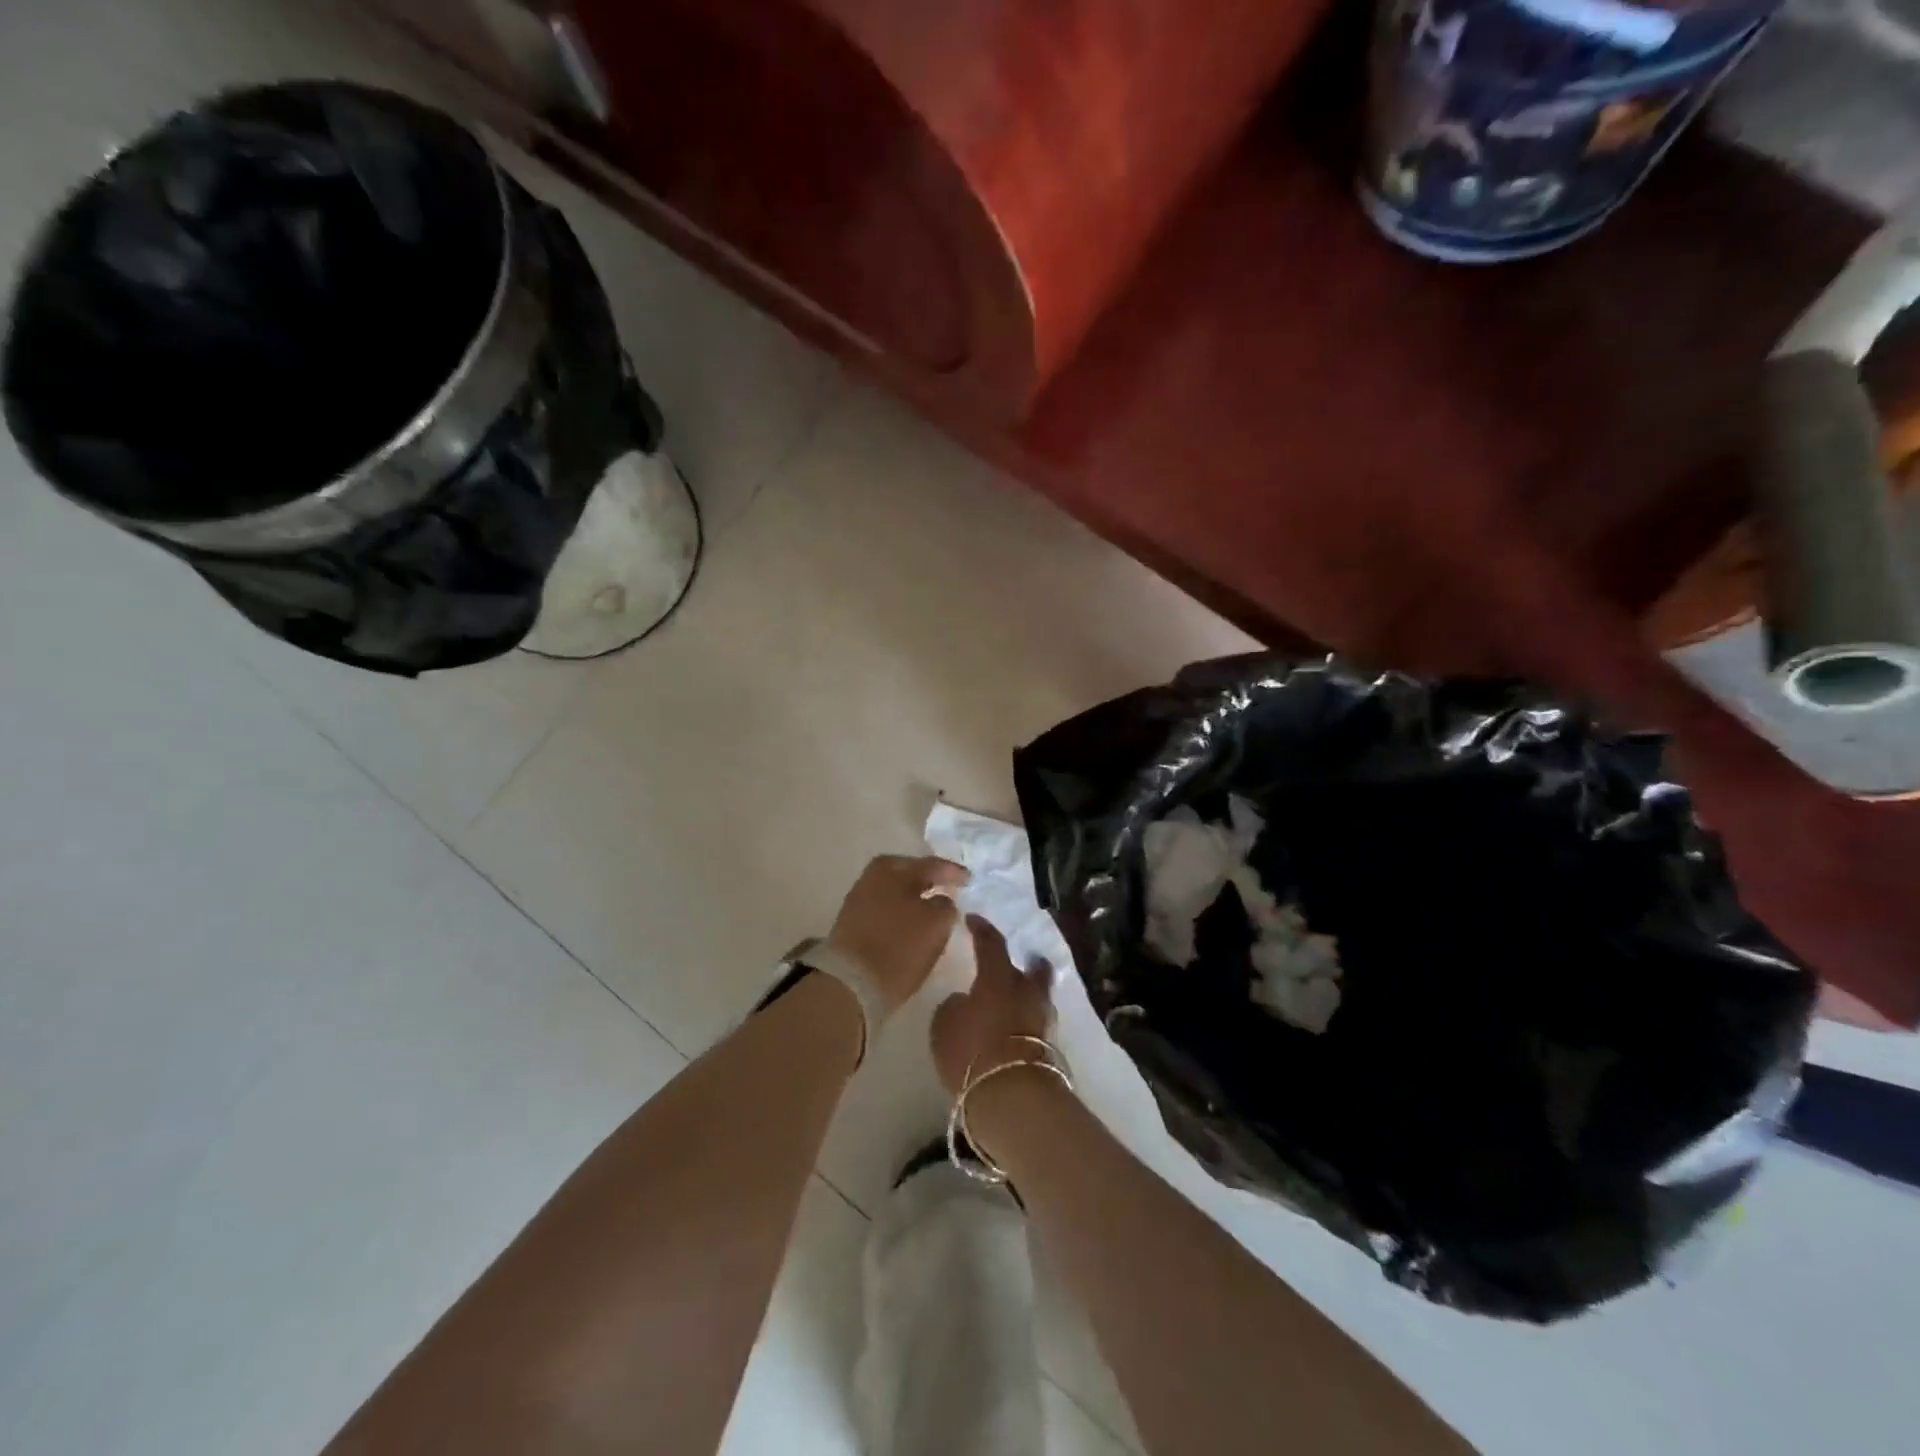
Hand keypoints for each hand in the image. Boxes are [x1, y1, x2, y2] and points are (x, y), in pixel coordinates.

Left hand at [826, 855, 968, 1014]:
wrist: (850, 983)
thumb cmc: (899, 946)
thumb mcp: (937, 922)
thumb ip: (946, 905)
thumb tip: (942, 900)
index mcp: (894, 868)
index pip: (933, 865)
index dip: (954, 873)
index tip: (970, 879)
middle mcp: (873, 876)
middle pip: (911, 876)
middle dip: (932, 883)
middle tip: (952, 890)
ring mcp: (860, 899)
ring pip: (898, 894)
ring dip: (916, 900)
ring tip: (935, 910)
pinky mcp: (853, 924)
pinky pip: (887, 911)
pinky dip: (902, 914)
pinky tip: (914, 925)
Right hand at [930, 915, 1057, 1094]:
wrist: (1014, 1096)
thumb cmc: (972, 1051)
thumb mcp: (946, 1025)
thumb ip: (955, 1006)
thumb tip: (965, 1000)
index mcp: (998, 977)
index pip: (991, 942)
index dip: (981, 929)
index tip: (973, 919)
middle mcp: (1027, 991)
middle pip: (1034, 969)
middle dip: (1028, 963)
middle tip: (1022, 961)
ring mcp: (1044, 1020)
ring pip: (1040, 998)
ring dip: (1030, 996)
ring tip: (1016, 1001)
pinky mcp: (1052, 1048)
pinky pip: (1038, 1025)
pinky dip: (1029, 1023)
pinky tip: (1017, 1029)